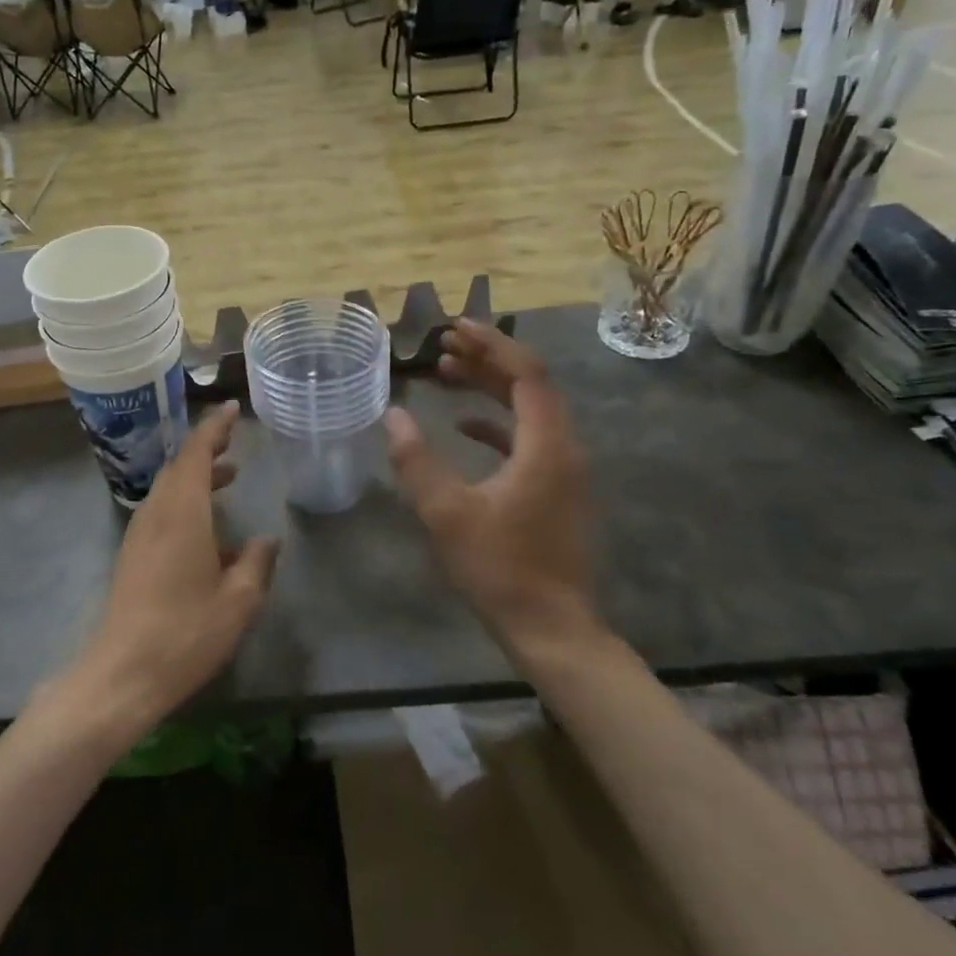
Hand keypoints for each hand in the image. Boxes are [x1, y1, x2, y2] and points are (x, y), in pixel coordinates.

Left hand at [58, 403, 278, 744]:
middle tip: (235, 444)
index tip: (230, 409)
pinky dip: (185, 502)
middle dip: (206, 450)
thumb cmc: (186, 633)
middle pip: (179, 467)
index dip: (214, 429)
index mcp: (182, 513)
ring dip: (196, 477)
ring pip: (168, 489)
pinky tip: (208, 530)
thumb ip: (256, 563)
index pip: (196, 454)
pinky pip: (161, 512)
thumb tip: (266, 540)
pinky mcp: (132, 556)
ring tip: (229, 478)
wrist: (122, 673)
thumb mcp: (238, 601)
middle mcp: (156, 514)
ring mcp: (139, 534)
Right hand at [384, 320, 604, 657]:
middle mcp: (562, 448)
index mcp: (546, 445)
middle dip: (486, 359)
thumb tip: (392, 415)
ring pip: (527, 411)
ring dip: (489, 388)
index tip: (454, 327)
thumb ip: (417, 460)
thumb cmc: (499, 567)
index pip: (526, 373)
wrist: (550, 628)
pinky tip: (463, 427)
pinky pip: (526, 439)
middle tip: (442, 345)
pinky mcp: (553, 490)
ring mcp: (562, 470)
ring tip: (447, 372)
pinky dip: (495, 423)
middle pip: (529, 385)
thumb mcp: (447, 512)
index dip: (491, 344)